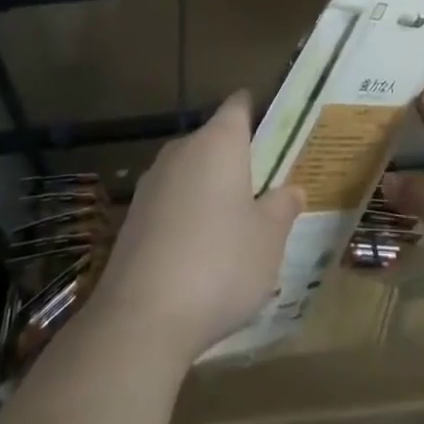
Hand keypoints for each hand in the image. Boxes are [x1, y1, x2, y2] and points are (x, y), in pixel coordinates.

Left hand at [90, 92, 303, 361]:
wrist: (140, 319)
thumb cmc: (219, 264)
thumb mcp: (269, 239)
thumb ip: (283, 208)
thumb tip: (292, 189)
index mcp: (219, 140)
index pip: (239, 104)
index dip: (257, 111)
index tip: (275, 132)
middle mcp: (183, 149)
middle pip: (214, 139)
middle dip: (236, 159)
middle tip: (263, 190)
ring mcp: (152, 182)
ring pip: (190, 172)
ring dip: (209, 190)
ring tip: (233, 228)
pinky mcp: (131, 217)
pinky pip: (169, 203)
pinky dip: (185, 217)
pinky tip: (198, 255)